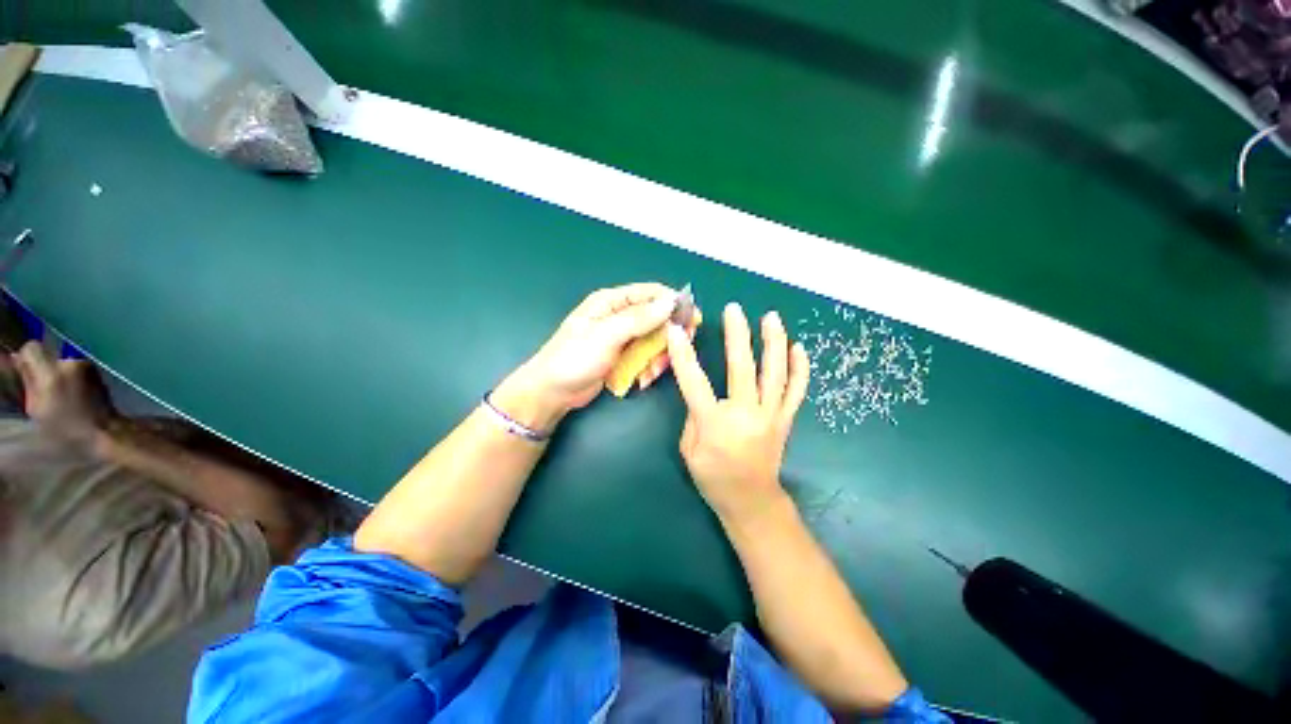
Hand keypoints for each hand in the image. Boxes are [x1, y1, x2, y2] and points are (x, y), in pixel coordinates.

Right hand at [12, 342, 117, 452]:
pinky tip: (75, 392)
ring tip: (63, 393)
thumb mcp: (35, 408)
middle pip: (46, 352)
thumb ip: (26, 382)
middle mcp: (68, 364)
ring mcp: (84, 364)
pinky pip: (74, 366)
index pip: (31, 348)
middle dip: (41, 367)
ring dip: (57, 372)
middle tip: (44, 387)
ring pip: (60, 360)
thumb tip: (13, 360)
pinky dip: (70, 376)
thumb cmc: (65, 426)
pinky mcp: (95, 368)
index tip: (25, 372)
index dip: (26, 358)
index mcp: (50, 375)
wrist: (103, 429)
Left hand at [496, 283, 698, 429]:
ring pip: (654, 340)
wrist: (553, 392)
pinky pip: (646, 357)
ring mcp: (622, 339)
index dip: (673, 303)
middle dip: (668, 336)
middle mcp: (619, 316)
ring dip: (659, 356)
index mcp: (611, 302)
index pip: (649, 293)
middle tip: (677, 351)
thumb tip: (670, 302)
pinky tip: (643, 379)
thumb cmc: (574, 358)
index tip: (692, 318)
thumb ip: (639, 319)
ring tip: (652, 371)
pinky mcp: (623, 357)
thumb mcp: (606, 335)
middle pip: (656, 318)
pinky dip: (649, 367)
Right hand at [666, 303, 808, 524]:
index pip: (695, 382)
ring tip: (772, 318)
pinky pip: (796, 391)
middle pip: (742, 369)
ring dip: (774, 343)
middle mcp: (746, 415)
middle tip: (733, 309)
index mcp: (715, 424)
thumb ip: (694, 416)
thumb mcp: (689, 449)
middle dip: (737, 335)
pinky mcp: (785, 420)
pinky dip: (800, 369)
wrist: (751, 502)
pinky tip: (799, 348)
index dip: (683, 354)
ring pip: (776, 374)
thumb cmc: (713, 478)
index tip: (677, 329)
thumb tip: (703, 391)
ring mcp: (770, 416)